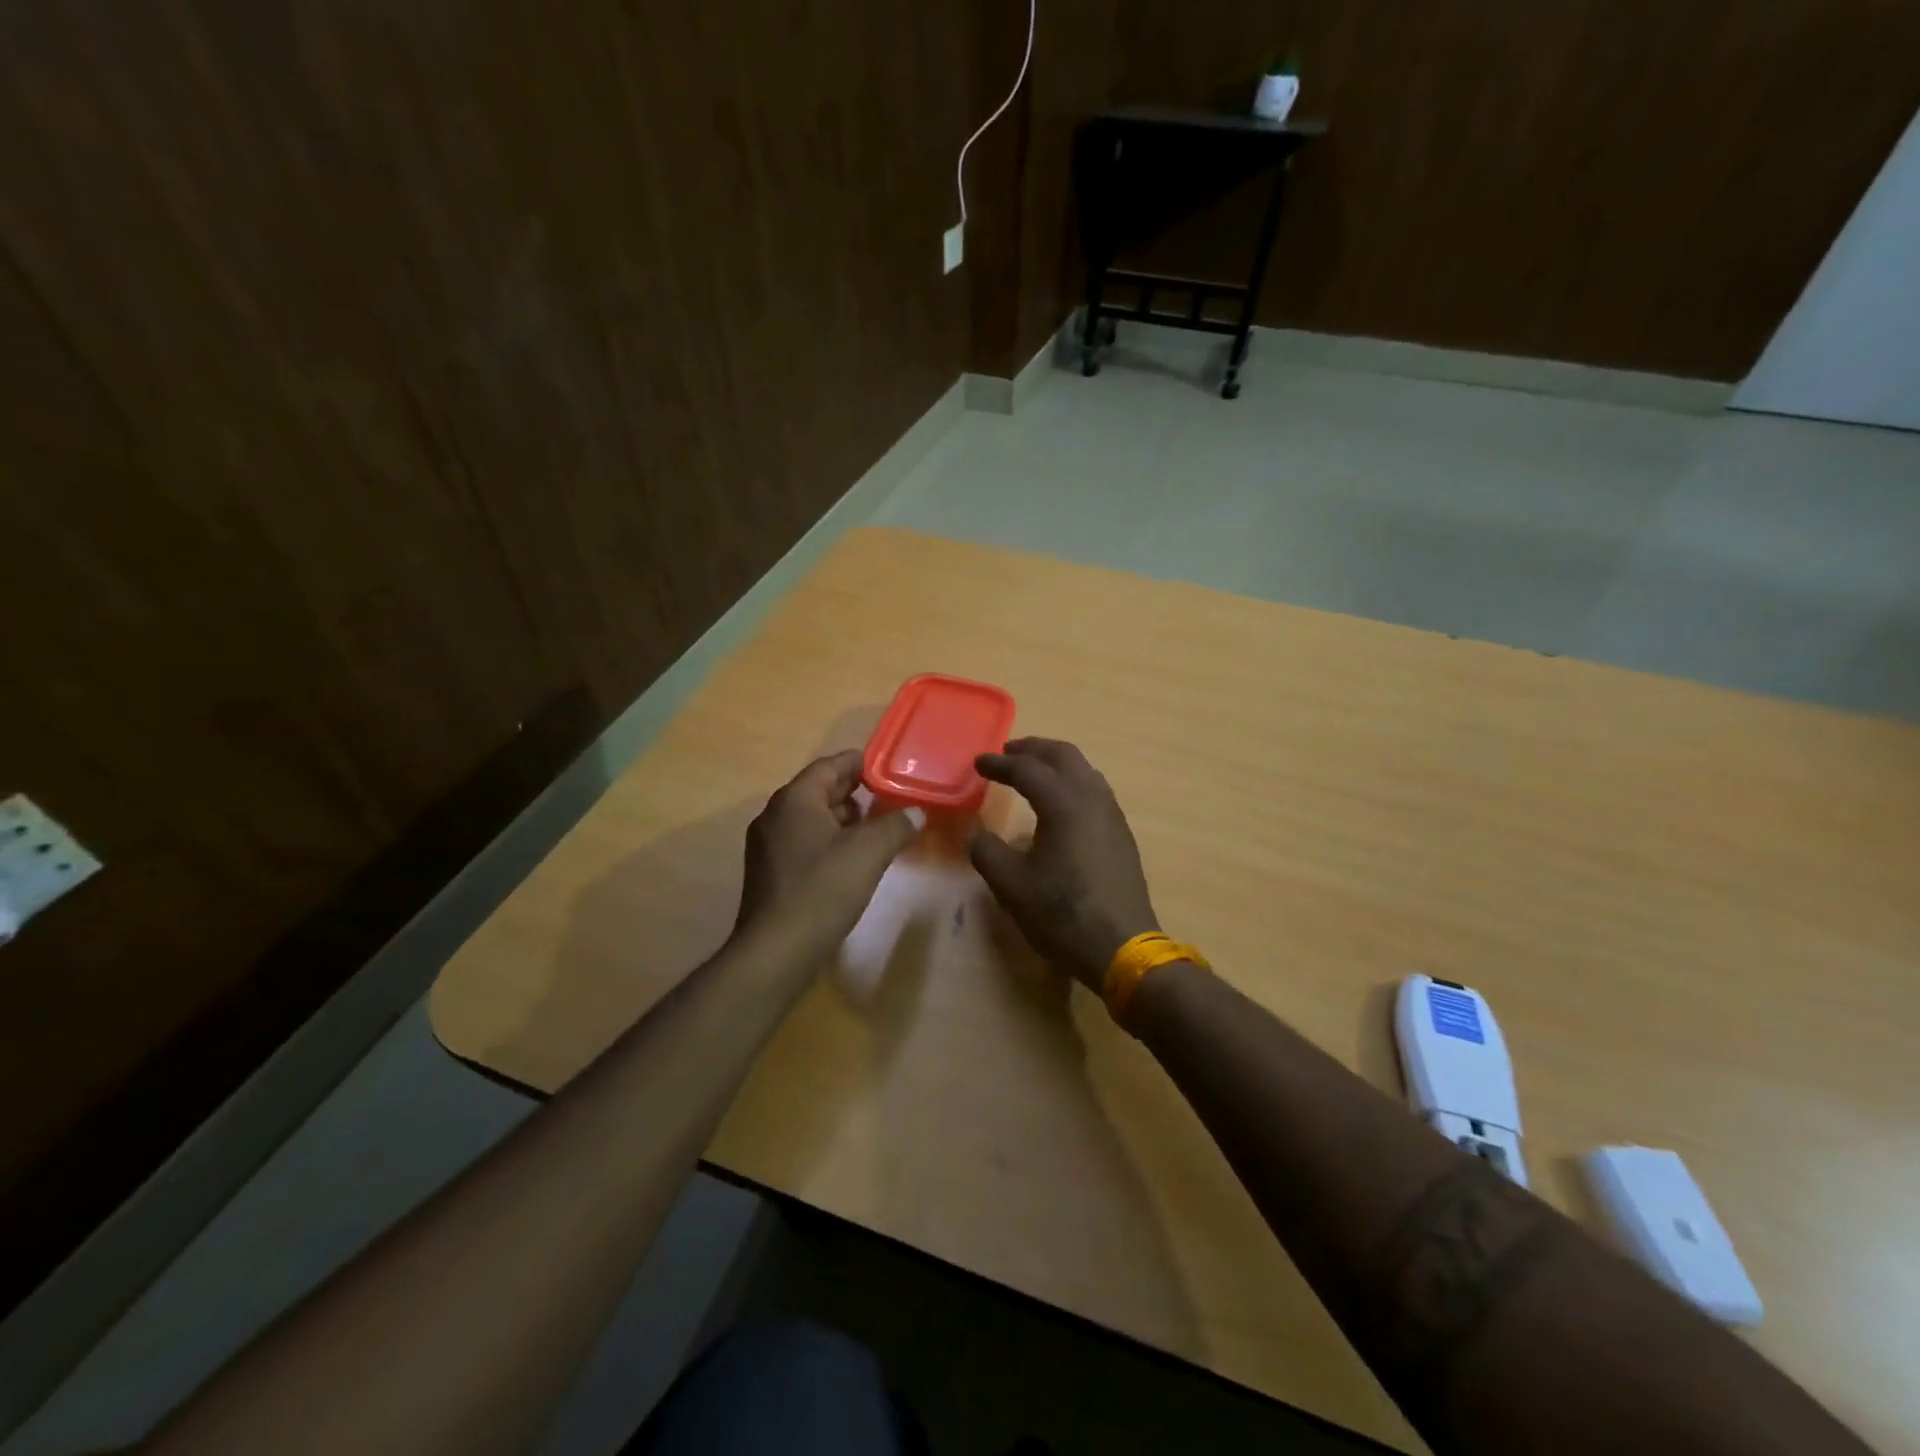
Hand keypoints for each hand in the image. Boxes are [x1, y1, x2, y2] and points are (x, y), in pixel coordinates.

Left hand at [735, 750, 922, 959]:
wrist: (776, 951)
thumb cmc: (822, 891)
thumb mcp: (868, 853)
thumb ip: (896, 826)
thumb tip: (917, 812)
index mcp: (795, 800)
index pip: (829, 766)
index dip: (859, 763)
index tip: (886, 767)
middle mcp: (775, 815)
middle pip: (819, 790)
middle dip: (854, 792)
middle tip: (888, 797)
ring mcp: (768, 845)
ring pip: (811, 818)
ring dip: (843, 818)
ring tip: (877, 828)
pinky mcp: (770, 872)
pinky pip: (804, 841)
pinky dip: (829, 840)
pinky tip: (852, 858)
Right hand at [969, 738, 1159, 989]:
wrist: (1122, 947)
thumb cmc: (1062, 914)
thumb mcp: (1011, 886)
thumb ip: (987, 852)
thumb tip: (978, 835)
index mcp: (1064, 803)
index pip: (1027, 769)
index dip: (999, 764)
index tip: (978, 763)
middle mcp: (1092, 799)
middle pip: (1064, 756)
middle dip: (1033, 749)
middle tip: (1008, 753)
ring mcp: (1112, 815)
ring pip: (1084, 771)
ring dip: (1056, 763)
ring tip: (1034, 772)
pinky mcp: (1121, 834)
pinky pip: (1095, 790)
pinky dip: (1073, 782)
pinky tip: (1061, 804)